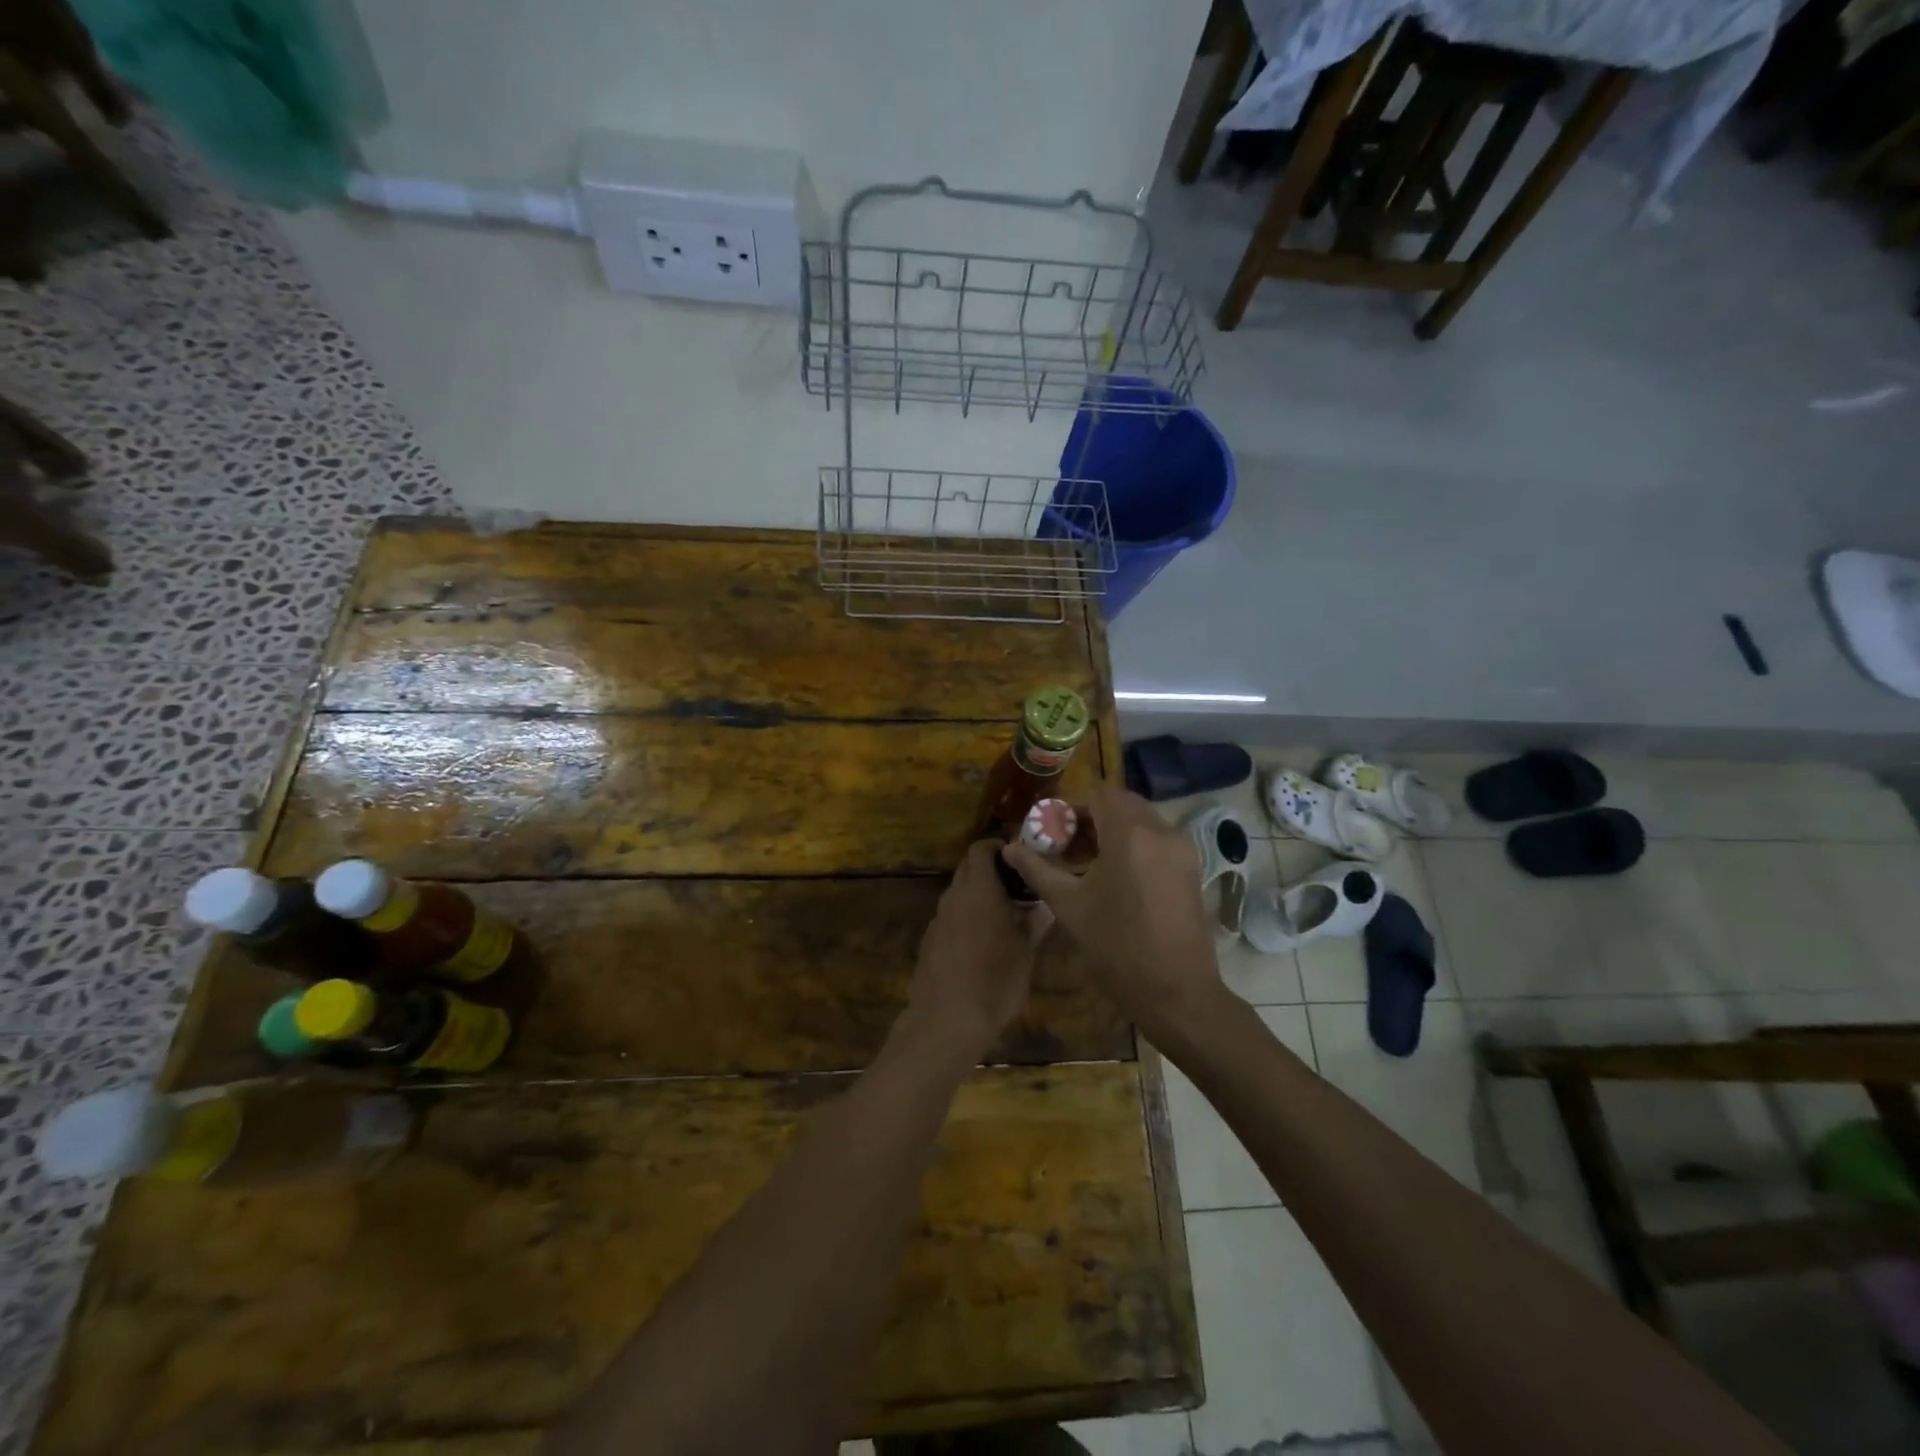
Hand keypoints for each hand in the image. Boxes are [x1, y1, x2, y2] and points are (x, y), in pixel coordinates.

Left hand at [903, 839, 1041, 1063]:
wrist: (946, 1020)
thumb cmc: (995, 981)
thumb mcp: (1025, 952)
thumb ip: (1034, 922)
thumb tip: (1046, 905)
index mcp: (979, 890)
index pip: (981, 849)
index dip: (998, 846)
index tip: (1018, 857)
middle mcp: (954, 897)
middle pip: (968, 867)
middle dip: (990, 869)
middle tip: (1016, 886)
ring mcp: (938, 918)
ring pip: (958, 893)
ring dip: (978, 894)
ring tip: (1003, 916)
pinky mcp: (929, 939)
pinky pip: (950, 916)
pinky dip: (965, 916)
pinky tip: (980, 943)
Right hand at [1002, 784, 1224, 1039]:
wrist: (1176, 993)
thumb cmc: (1116, 948)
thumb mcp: (1069, 907)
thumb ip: (1038, 870)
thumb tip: (1009, 848)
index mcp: (1130, 834)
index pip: (1101, 793)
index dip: (1074, 806)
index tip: (1055, 831)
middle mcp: (1162, 831)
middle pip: (1123, 803)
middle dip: (1094, 817)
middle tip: (1069, 846)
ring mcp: (1182, 849)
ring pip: (1143, 821)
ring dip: (1115, 830)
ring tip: (1089, 863)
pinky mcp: (1193, 868)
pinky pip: (1158, 840)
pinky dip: (1136, 845)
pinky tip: (1118, 877)